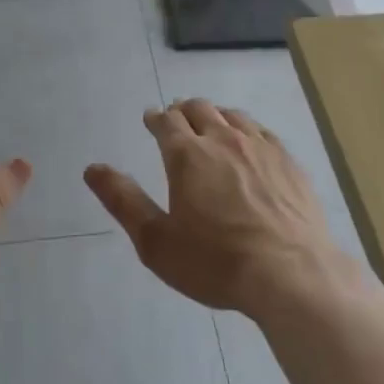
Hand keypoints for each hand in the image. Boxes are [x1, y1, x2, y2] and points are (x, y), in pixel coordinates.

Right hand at [84, 99, 347, 317]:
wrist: (291, 274)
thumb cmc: (216, 262)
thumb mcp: (157, 241)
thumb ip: (123, 201)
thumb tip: (92, 169)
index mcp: (187, 155)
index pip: (166, 121)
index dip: (155, 118)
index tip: (151, 119)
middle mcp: (223, 139)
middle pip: (199, 109)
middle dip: (182, 110)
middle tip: (176, 118)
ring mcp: (260, 147)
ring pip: (232, 115)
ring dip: (215, 115)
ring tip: (210, 124)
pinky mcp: (288, 161)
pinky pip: (262, 131)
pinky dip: (246, 128)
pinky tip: (249, 142)